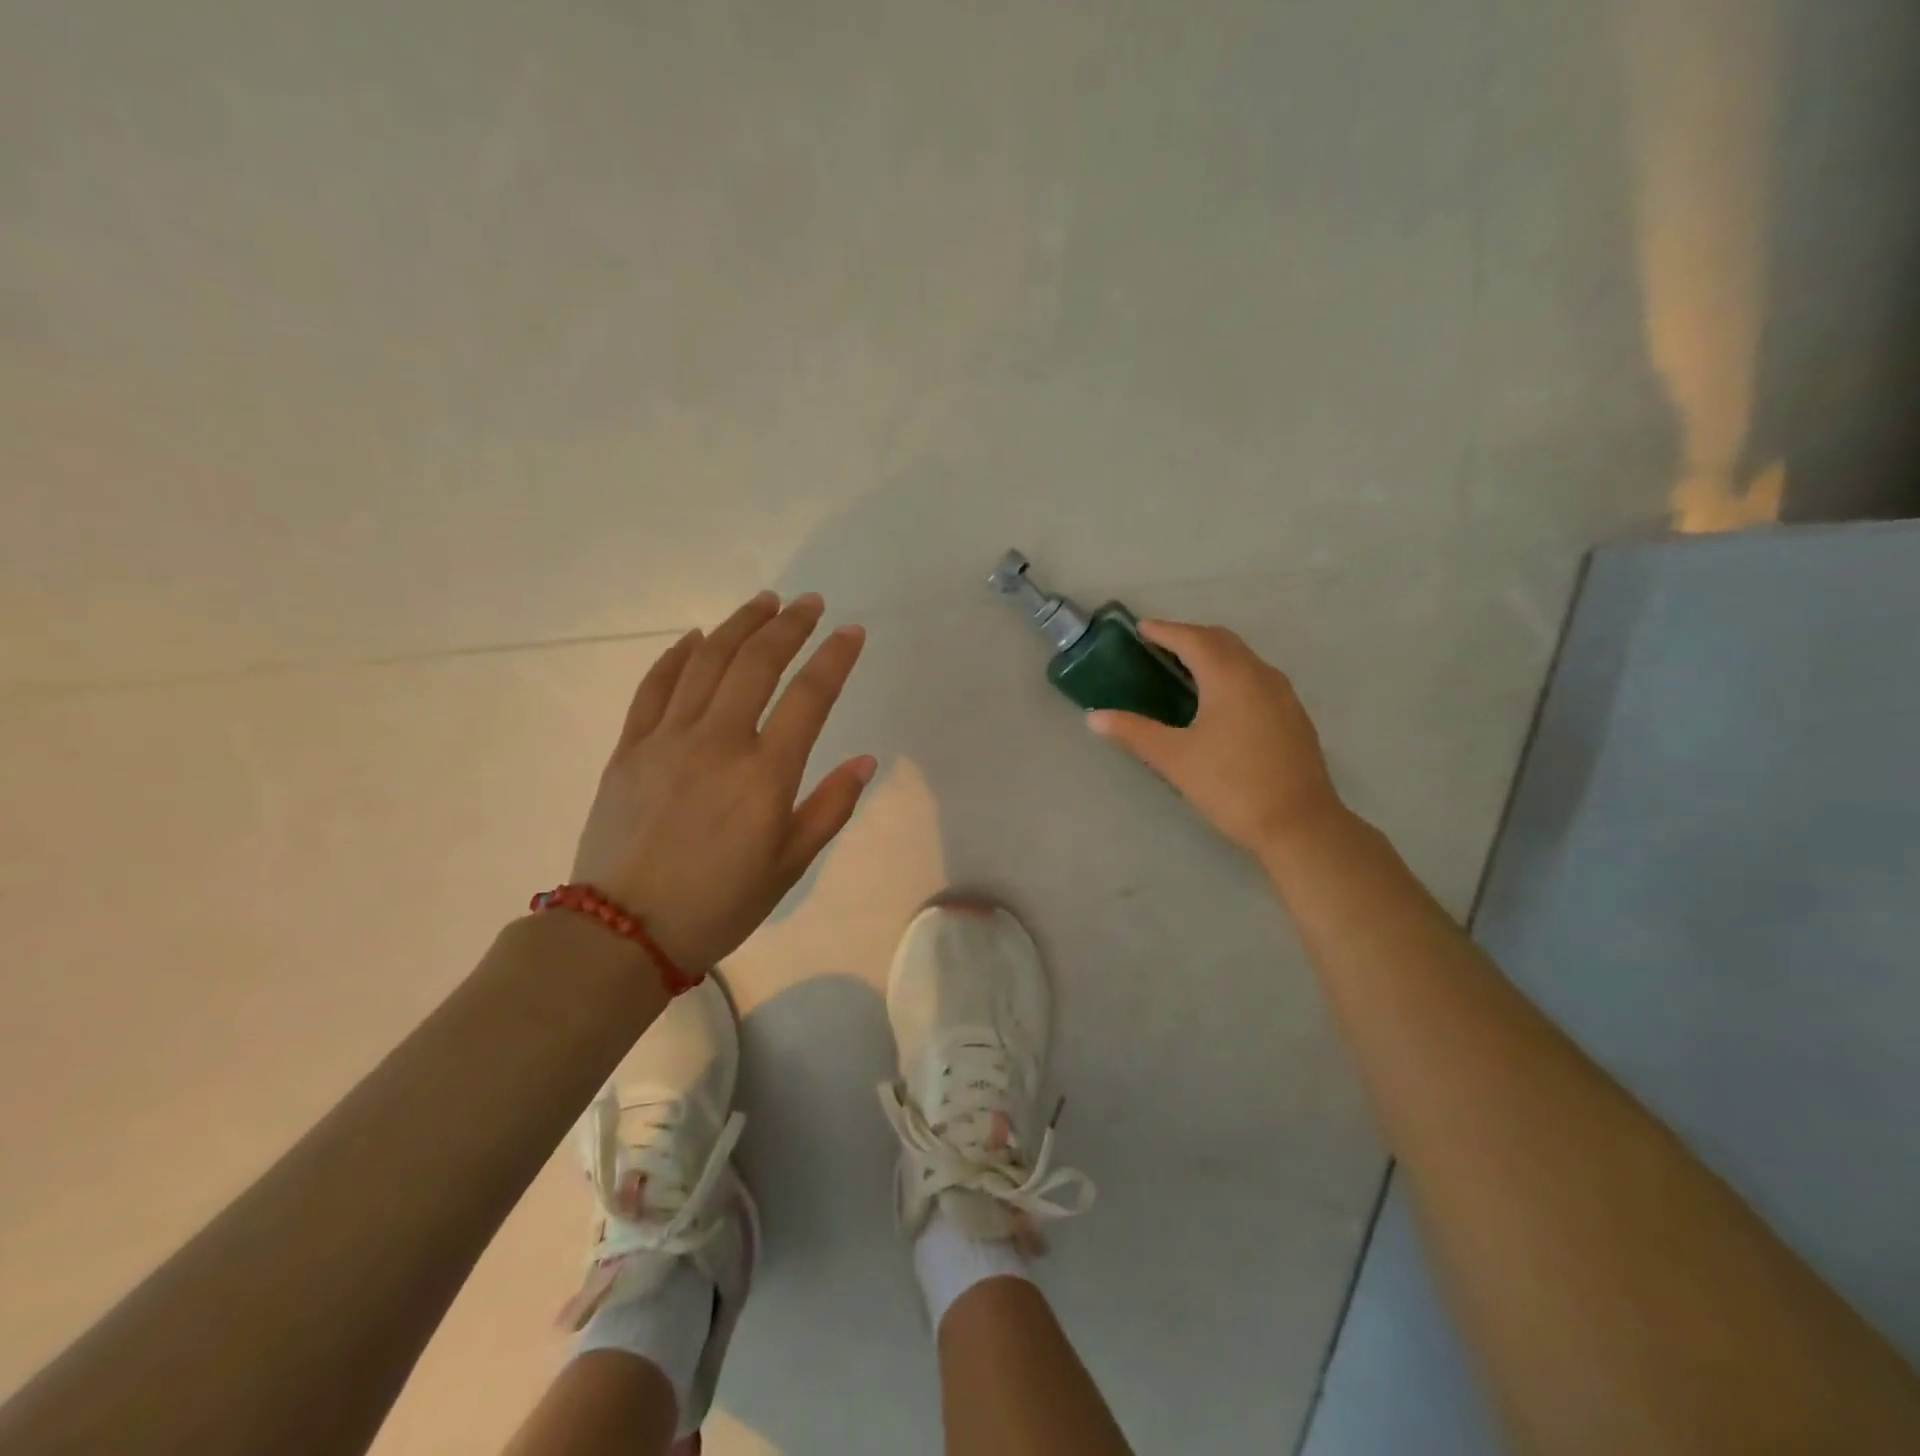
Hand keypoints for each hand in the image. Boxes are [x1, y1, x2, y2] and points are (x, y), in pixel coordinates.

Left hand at [571, 591, 875, 969]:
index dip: (835, 657)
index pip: (809, 696)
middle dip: (789, 625)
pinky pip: (654, 686)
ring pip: (706, 662)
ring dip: (738, 625)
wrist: (623, 933)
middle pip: (757, 663)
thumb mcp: (789, 865)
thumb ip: (830, 807)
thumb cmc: (719, 904)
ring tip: (763, 603)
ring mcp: (667, 739)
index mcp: (765, 774)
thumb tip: (864, 761)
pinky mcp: (629, 748)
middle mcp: (718, 742)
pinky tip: (696, 638)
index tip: (851, 632)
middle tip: (809, 603)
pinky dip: (677, 655)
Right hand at [1088, 620, 1342, 857]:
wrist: (1299, 825)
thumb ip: (1133, 732)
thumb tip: (1094, 718)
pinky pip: (1256, 677)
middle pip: (1221, 640)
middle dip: (1188, 636)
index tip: (1140, 630)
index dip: (1164, 631)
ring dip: (1212, 654)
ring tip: (1183, 669)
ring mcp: (1282, 694)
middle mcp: (1259, 675)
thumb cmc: (1231, 786)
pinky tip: (1218, 700)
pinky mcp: (1293, 715)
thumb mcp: (1174, 759)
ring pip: (1242, 658)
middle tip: (1158, 647)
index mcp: (1230, 677)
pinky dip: (1230, 673)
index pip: (1192, 639)